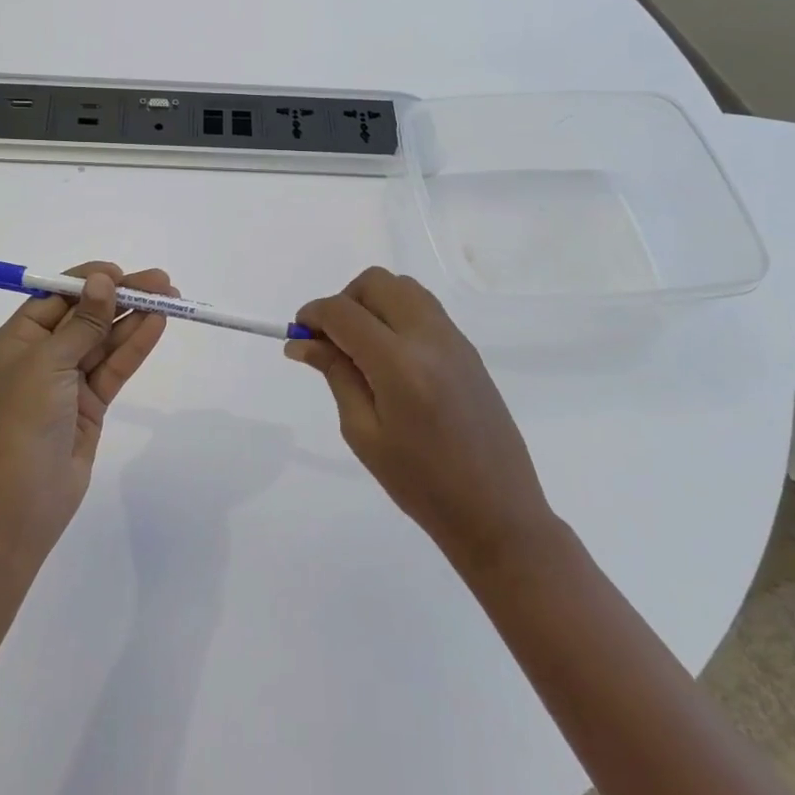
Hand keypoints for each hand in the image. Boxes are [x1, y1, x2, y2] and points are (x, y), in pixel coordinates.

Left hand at [0, 263, 173, 564]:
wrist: (23, 499)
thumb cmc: (24, 420)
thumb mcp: (49, 363)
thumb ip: (82, 322)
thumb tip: (102, 281)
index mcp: (18, 340)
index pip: (57, 298)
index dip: (89, 282)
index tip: (121, 273)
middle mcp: (42, 355)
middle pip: (86, 316)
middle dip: (121, 297)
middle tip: (161, 282)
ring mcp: (67, 381)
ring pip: (105, 340)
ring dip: (134, 318)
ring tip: (169, 298)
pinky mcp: (90, 404)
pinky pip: (114, 367)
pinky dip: (135, 346)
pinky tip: (157, 325)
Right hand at [286, 267, 555, 571]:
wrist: (497, 511)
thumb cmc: (421, 484)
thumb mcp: (364, 433)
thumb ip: (335, 374)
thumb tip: (301, 342)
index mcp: (399, 365)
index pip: (344, 312)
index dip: (313, 315)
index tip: (298, 334)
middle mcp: (429, 338)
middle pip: (375, 283)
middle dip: (344, 301)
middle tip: (331, 341)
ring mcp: (454, 339)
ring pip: (402, 287)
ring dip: (372, 302)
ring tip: (361, 346)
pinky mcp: (467, 348)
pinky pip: (423, 307)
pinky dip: (396, 313)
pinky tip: (390, 356)